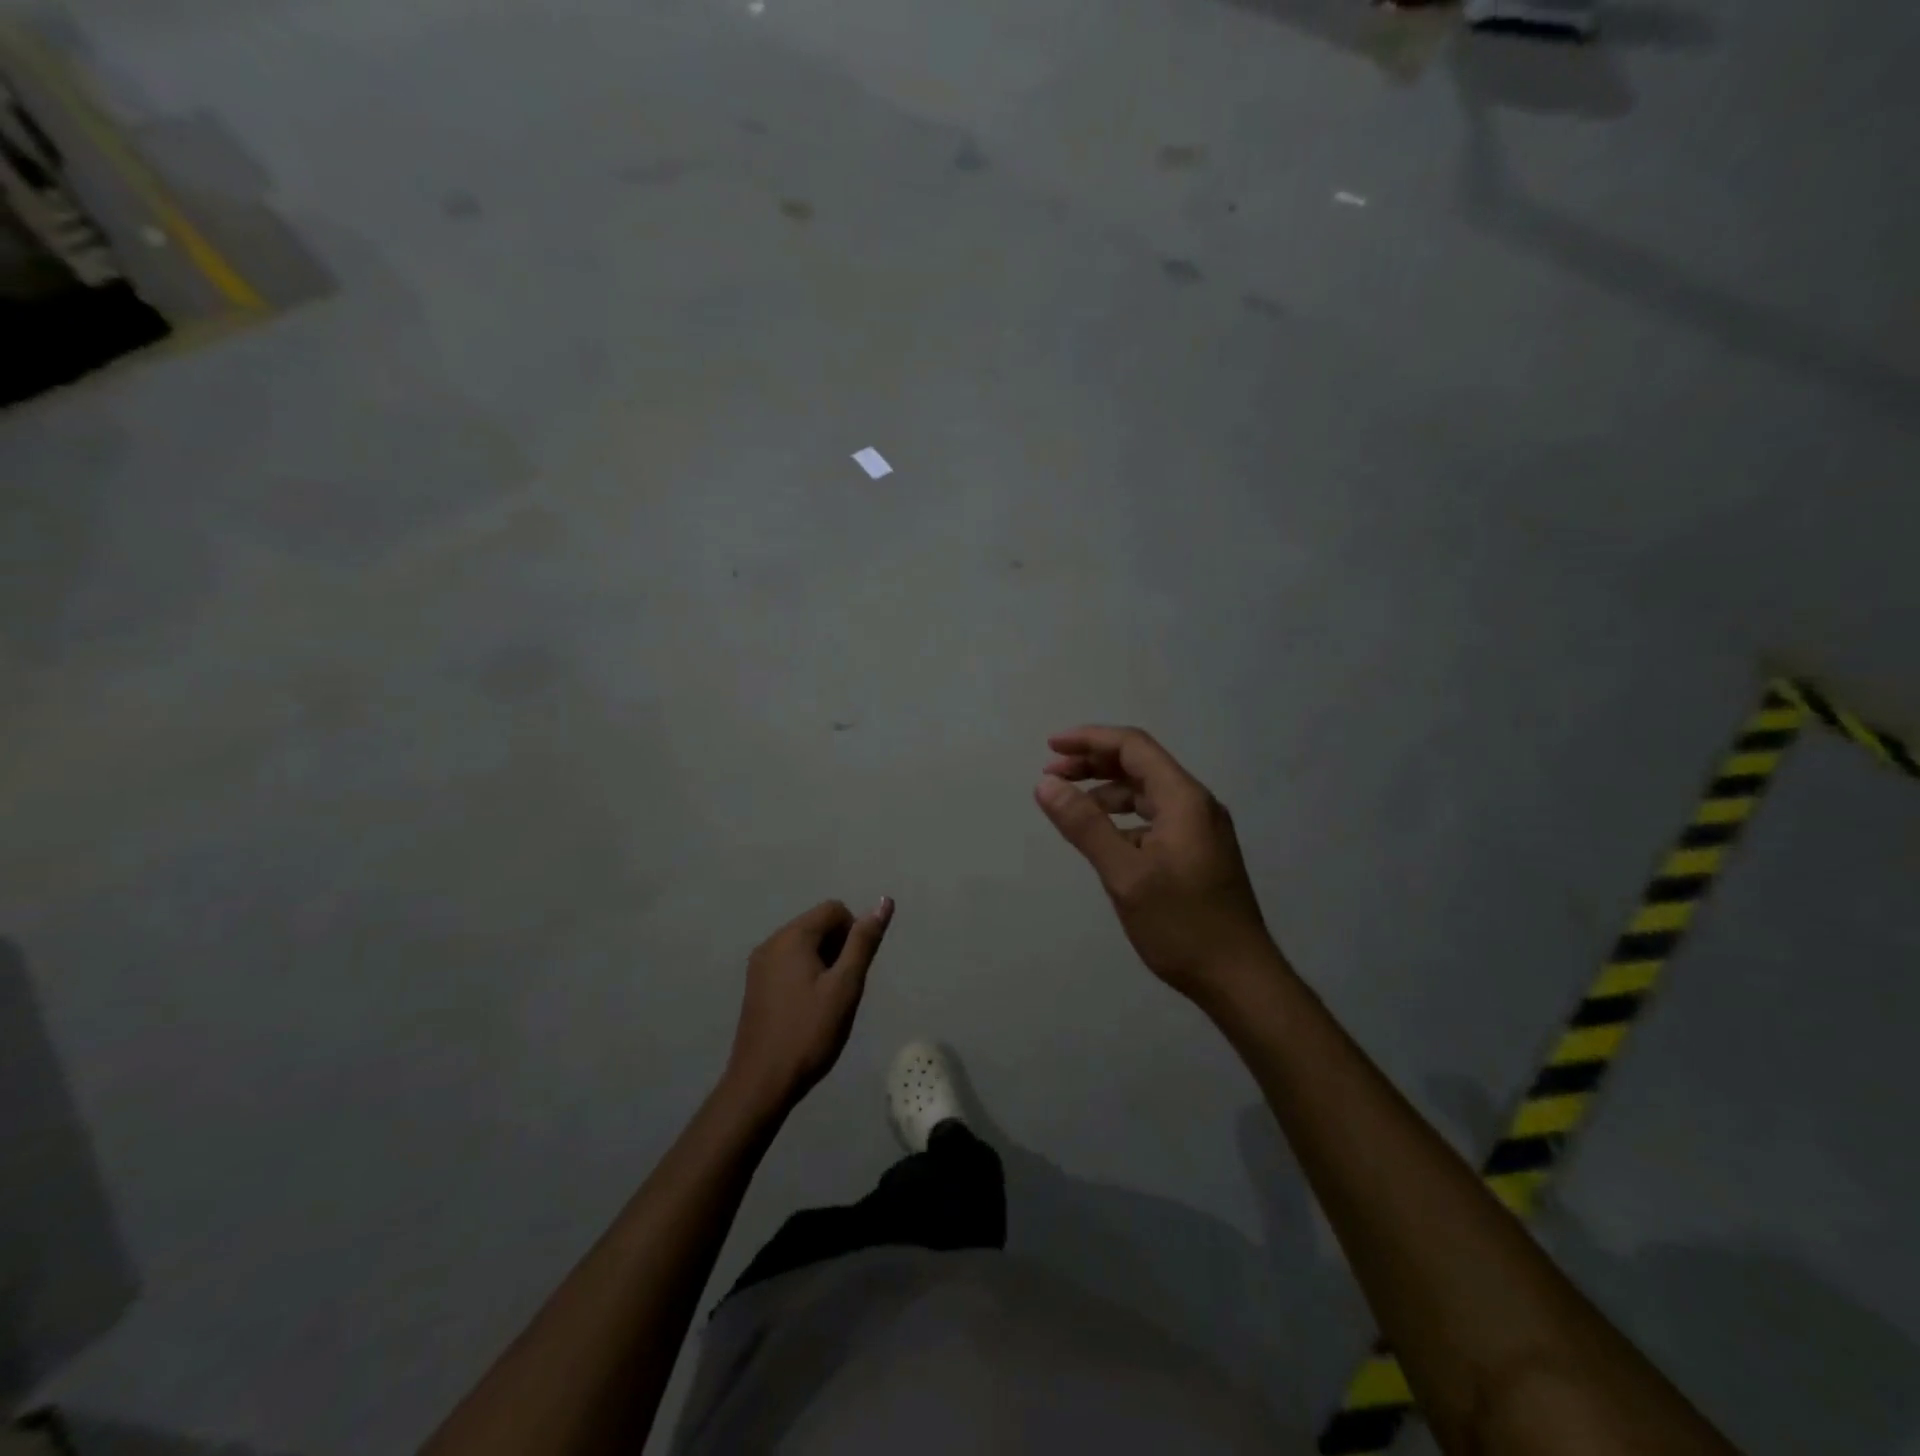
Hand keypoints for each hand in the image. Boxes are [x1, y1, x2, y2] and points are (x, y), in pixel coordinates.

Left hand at [724, 898, 893, 1113]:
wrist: (761, 1083)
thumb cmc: (809, 1032)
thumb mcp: (845, 986)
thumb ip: (864, 941)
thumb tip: (884, 901)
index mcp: (792, 937)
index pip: (835, 909)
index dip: (853, 934)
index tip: (853, 971)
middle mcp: (771, 942)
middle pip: (818, 925)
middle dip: (838, 949)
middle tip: (842, 990)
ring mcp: (759, 964)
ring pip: (804, 945)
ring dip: (824, 964)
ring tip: (827, 1003)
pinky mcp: (755, 985)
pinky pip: (789, 963)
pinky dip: (806, 975)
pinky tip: (808, 1009)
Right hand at [1035, 726, 1278, 1006]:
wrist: (1239, 979)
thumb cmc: (1181, 925)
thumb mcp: (1124, 874)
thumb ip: (1085, 825)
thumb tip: (1046, 784)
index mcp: (1184, 799)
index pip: (1133, 747)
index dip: (1089, 740)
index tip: (1051, 747)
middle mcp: (1196, 805)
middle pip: (1140, 765)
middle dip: (1094, 763)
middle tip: (1052, 775)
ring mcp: (1200, 830)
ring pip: (1147, 793)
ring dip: (1107, 791)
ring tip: (1070, 806)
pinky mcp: (1198, 852)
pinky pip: (1155, 818)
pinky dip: (1124, 818)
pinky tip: (1104, 838)